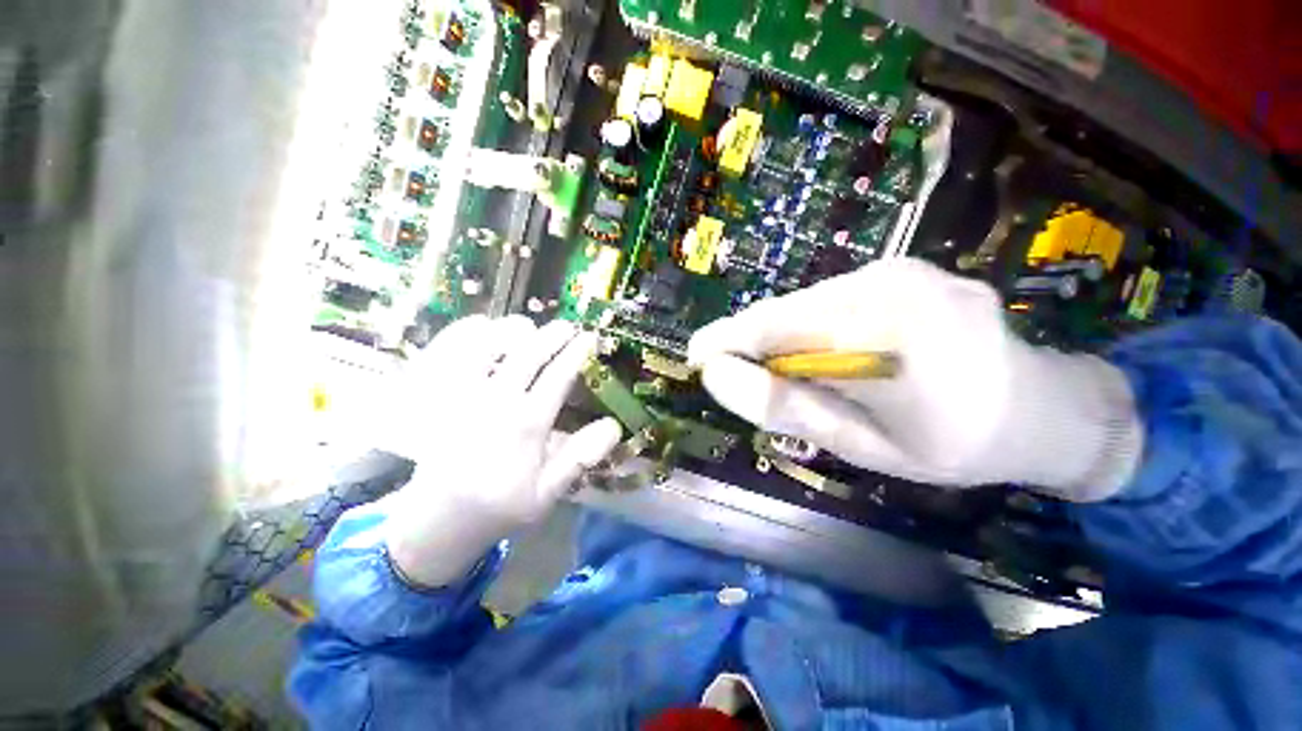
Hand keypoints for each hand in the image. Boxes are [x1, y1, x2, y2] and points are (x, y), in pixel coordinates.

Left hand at [383, 316, 620, 586]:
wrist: (439, 518)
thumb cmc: (500, 503)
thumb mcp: (548, 492)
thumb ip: (580, 457)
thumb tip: (614, 425)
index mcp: (527, 423)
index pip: (558, 376)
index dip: (576, 352)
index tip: (589, 337)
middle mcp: (496, 400)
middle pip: (528, 352)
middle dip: (552, 334)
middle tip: (566, 327)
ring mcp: (464, 394)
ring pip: (489, 343)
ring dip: (513, 330)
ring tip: (528, 328)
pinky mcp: (440, 395)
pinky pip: (452, 351)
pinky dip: (470, 334)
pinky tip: (484, 330)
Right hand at [688, 258, 1141, 500]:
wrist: (1045, 408)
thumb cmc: (956, 444)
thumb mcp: (863, 445)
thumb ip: (787, 407)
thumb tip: (718, 375)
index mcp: (886, 335)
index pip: (773, 327)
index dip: (725, 340)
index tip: (696, 358)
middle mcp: (890, 285)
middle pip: (787, 313)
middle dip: (756, 346)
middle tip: (749, 383)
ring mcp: (900, 269)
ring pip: (806, 305)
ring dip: (786, 340)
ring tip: (797, 377)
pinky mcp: (902, 269)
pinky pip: (832, 299)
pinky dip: (814, 329)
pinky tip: (832, 356)